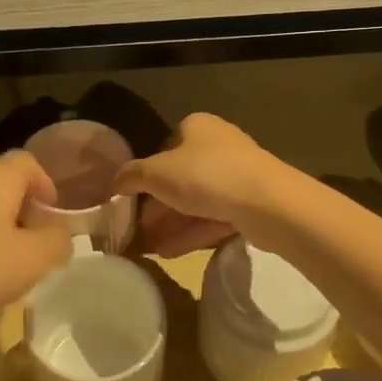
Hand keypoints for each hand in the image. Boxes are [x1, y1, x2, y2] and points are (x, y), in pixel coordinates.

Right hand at [116, 113, 282, 256]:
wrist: (268, 203)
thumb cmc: (206, 175)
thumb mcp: (157, 173)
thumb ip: (131, 176)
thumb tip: (113, 182)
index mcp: (197, 126)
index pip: (165, 146)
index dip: (148, 172)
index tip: (133, 197)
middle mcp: (219, 145)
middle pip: (180, 176)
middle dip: (158, 205)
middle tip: (137, 228)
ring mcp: (238, 175)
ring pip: (197, 200)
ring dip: (172, 223)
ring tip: (149, 248)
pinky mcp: (250, 204)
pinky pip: (214, 218)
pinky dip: (191, 233)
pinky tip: (170, 253)